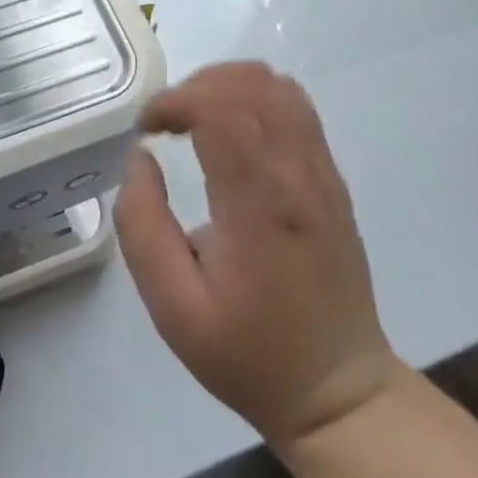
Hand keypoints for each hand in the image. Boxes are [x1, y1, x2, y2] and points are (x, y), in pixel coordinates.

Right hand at [115, 62, 405, 447]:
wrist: (338, 391)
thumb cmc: (248, 353)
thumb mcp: (172, 307)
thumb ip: (142, 226)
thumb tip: (140, 158)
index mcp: (259, 205)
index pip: (222, 109)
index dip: (176, 100)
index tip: (146, 128)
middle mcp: (298, 175)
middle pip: (250, 85)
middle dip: (195, 87)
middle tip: (165, 123)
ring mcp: (322, 174)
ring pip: (278, 87)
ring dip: (226, 85)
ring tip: (194, 118)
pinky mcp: (332, 179)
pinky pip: (296, 108)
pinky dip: (254, 97)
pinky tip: (230, 129)